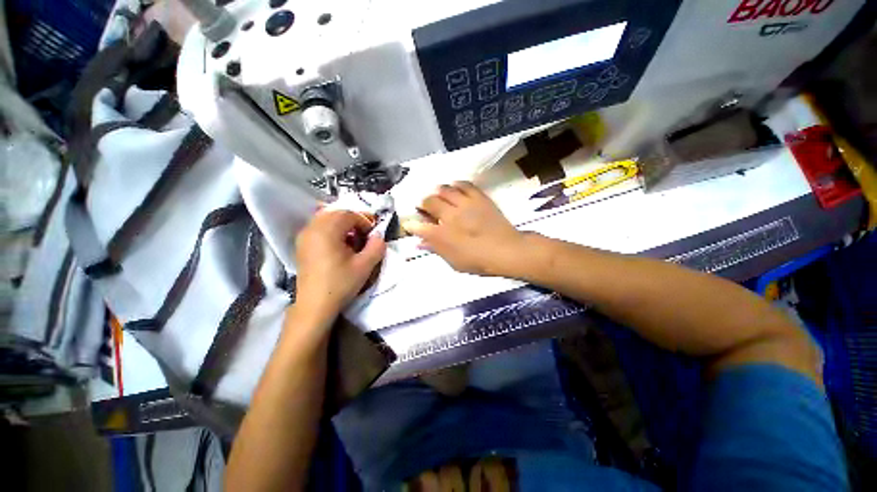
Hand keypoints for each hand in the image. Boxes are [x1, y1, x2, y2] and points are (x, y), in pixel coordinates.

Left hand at [295, 210, 385, 319]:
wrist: (315, 306)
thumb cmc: (340, 284)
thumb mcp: (365, 266)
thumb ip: (376, 247)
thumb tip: (379, 236)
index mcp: (326, 231)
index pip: (349, 214)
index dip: (365, 221)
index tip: (373, 234)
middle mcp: (312, 228)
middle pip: (336, 213)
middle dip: (354, 220)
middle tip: (366, 234)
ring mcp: (304, 237)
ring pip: (326, 219)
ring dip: (343, 225)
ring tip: (354, 240)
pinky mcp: (302, 246)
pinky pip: (318, 228)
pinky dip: (332, 230)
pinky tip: (340, 245)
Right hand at [404, 181, 525, 275]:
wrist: (507, 250)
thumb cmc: (479, 260)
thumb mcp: (454, 261)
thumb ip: (436, 249)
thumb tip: (420, 243)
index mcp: (443, 235)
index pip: (419, 226)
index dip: (411, 224)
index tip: (409, 223)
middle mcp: (450, 216)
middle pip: (429, 202)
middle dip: (423, 203)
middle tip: (424, 206)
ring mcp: (465, 204)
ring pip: (445, 189)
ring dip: (437, 191)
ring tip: (437, 194)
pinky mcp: (479, 198)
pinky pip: (464, 185)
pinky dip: (456, 184)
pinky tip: (454, 187)